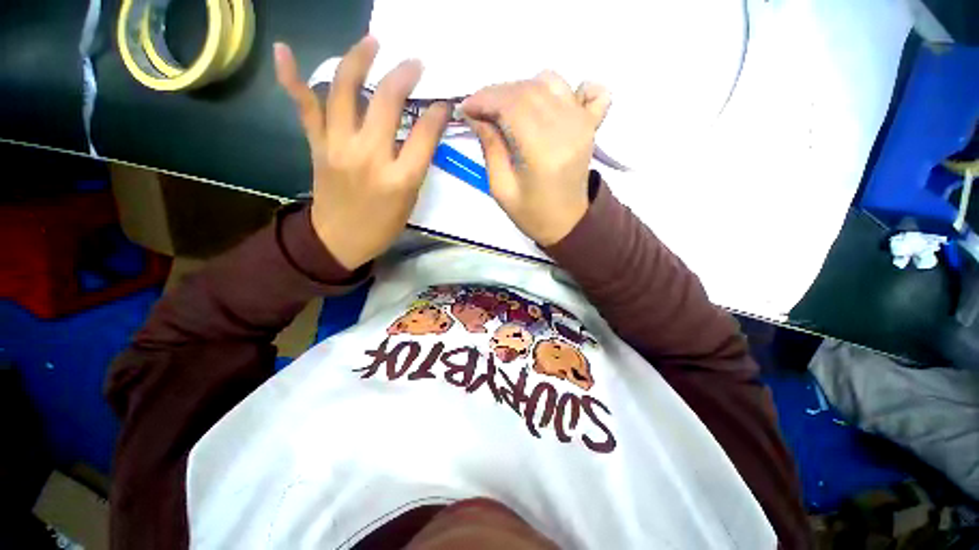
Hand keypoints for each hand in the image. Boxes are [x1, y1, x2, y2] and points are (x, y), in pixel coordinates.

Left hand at [274, 37, 448, 269]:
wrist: (340, 239)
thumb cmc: (383, 225)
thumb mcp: (410, 200)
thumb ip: (416, 163)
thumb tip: (424, 129)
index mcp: (400, 178)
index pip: (424, 134)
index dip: (437, 114)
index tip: (444, 103)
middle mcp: (369, 157)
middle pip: (386, 102)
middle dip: (404, 76)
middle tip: (415, 64)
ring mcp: (338, 147)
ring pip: (344, 91)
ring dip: (358, 60)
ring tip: (372, 42)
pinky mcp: (317, 146)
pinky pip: (304, 107)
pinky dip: (292, 78)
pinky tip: (284, 50)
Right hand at [461, 72, 610, 245]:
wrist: (567, 224)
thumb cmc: (531, 213)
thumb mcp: (501, 189)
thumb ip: (490, 147)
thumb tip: (476, 115)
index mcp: (542, 152)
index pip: (511, 104)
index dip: (484, 99)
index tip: (466, 108)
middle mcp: (566, 130)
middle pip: (528, 89)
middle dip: (497, 93)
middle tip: (480, 110)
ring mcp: (583, 124)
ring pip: (551, 82)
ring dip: (523, 89)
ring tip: (508, 110)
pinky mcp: (592, 126)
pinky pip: (592, 91)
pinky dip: (573, 87)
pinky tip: (555, 101)